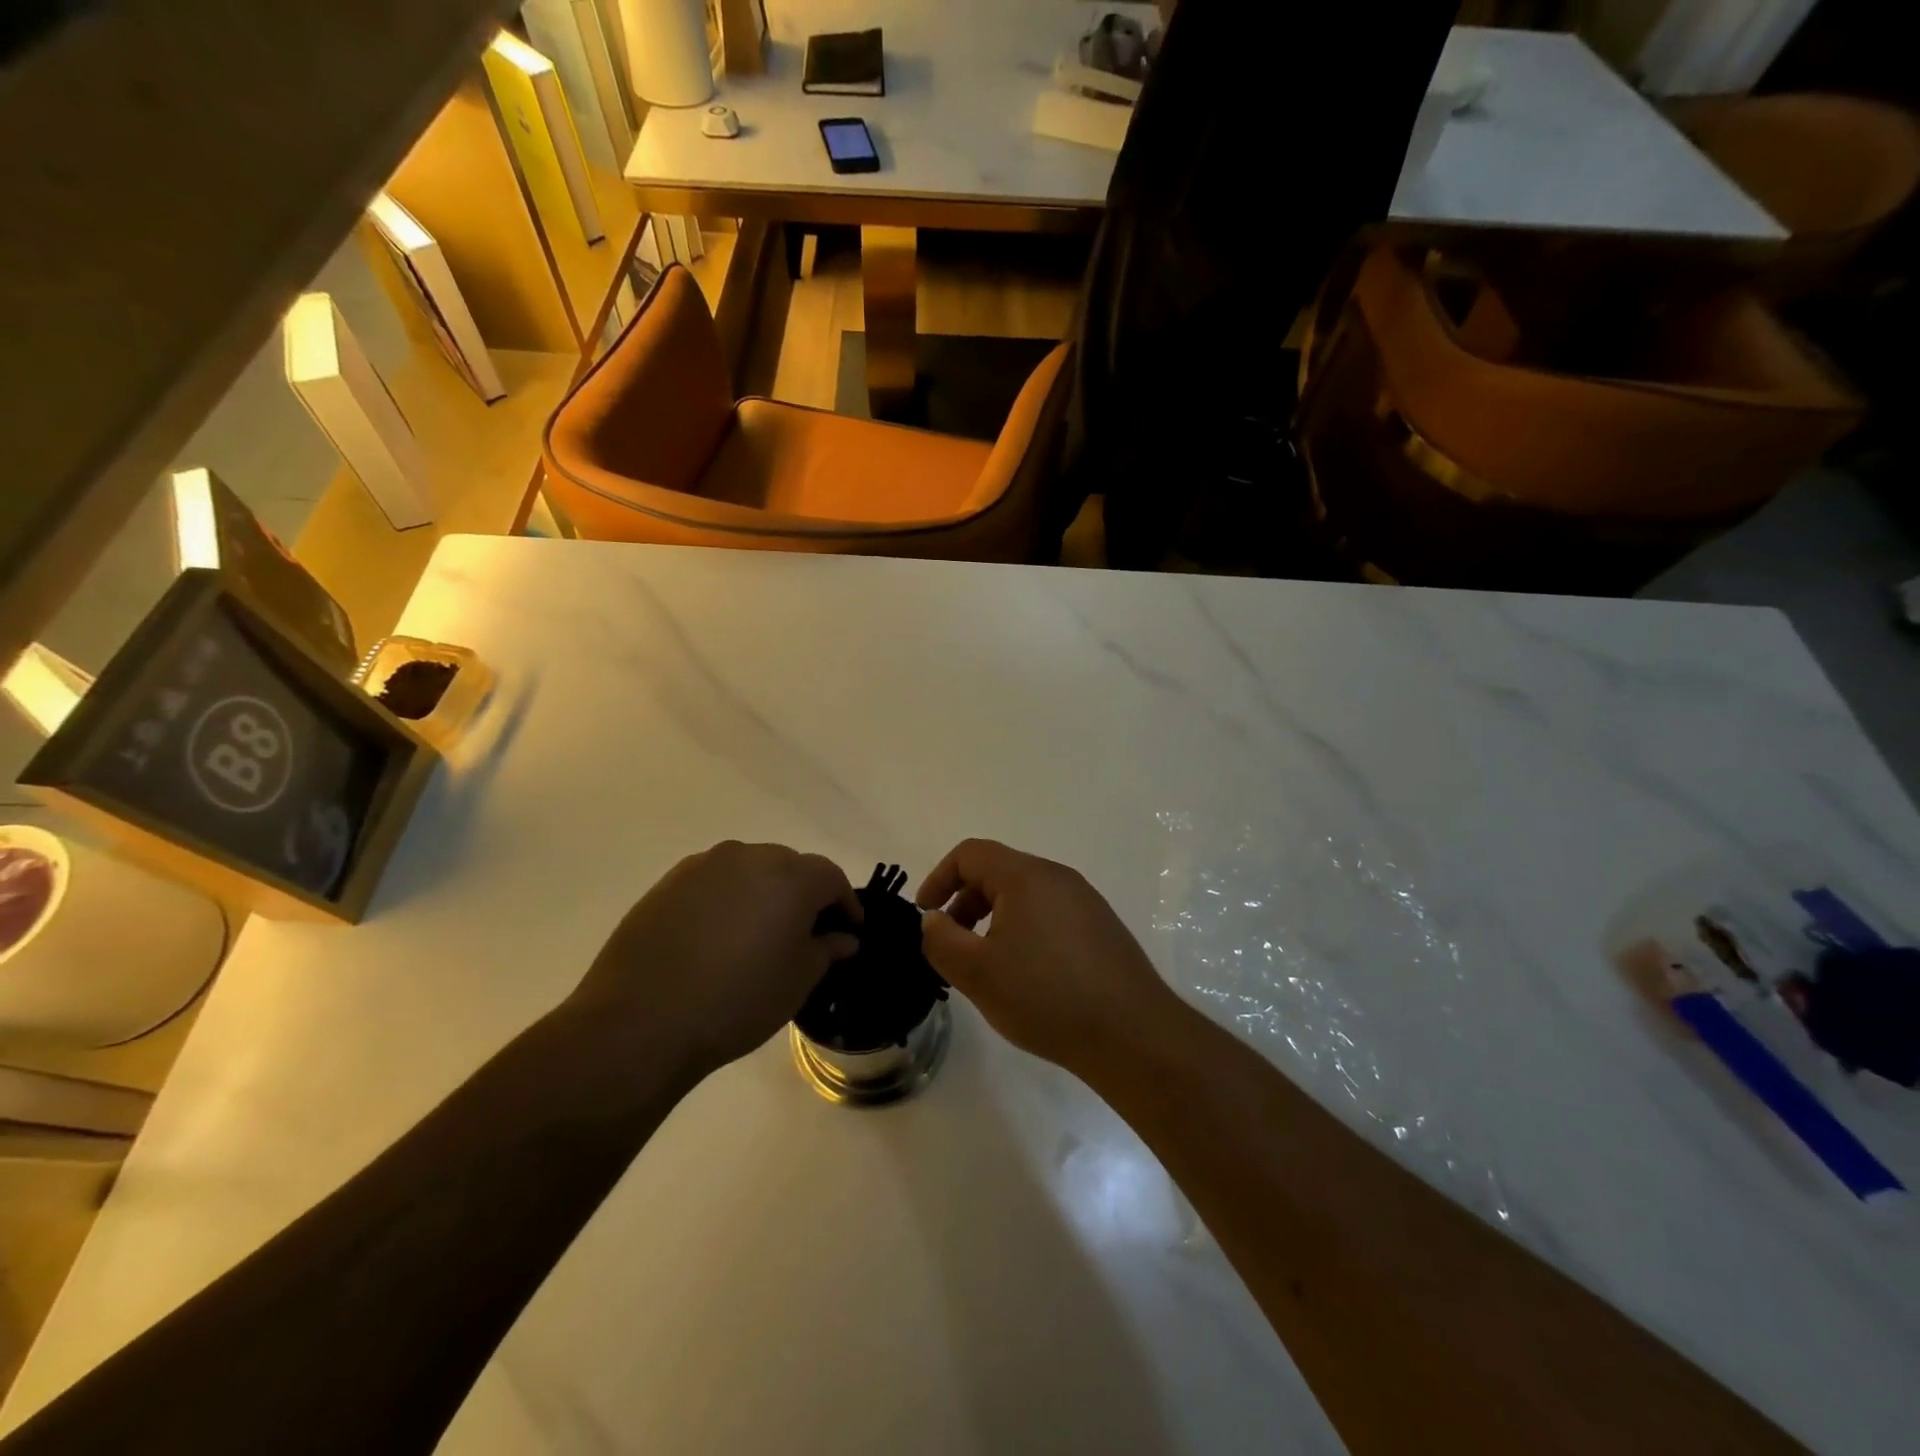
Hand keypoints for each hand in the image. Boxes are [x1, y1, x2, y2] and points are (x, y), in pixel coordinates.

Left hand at [569, 842, 860, 1082]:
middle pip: (791, 867)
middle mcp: (751, 856)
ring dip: (764, 893)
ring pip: (751, 870)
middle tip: (805, 932)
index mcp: (791, 877)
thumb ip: (827, 949)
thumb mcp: (797, 981)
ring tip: (759, 933)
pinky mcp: (670, 880)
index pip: (831, 877)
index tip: (849, 930)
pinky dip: (728, 898)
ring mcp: (706, 865)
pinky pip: (715, 881)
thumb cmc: (737, 1001)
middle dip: (804, 894)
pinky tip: (718, 935)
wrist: (641, 1020)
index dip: (845, 903)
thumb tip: (843, 937)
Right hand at [916, 839, 1179, 1078]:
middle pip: (998, 872)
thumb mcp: (977, 973)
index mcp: (1026, 876)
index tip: (925, 916)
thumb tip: (933, 920)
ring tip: (986, 965)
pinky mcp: (1101, 928)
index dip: (939, 878)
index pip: (970, 854)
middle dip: (964, 902)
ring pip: (1024, 895)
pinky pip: (1049, 915)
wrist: (1132, 1034)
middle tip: (951, 946)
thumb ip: (941, 940)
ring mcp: (1085, 901)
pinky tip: (1026, 976)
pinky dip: (1023, 931)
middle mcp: (1058, 877)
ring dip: (993, 919)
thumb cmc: (1045, 996)